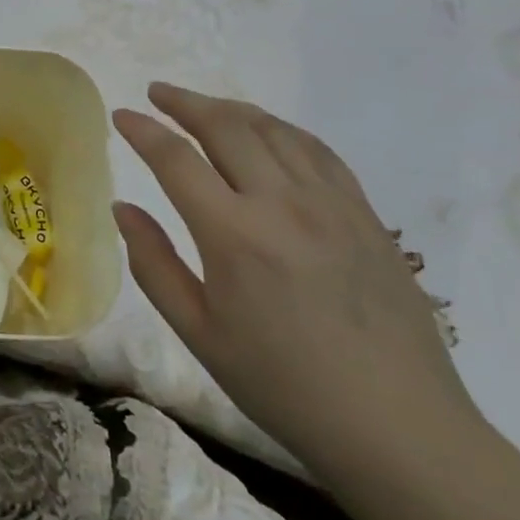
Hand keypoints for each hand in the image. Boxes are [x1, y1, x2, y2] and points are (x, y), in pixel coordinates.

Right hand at [112, 84, 477, 480]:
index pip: (176, 159)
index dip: (144, 130)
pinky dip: (280, 128)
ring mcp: (329, 202)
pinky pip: (316, 149)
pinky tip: (268, 132)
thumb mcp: (200, 334)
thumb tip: (123, 208)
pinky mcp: (364, 212)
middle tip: (158, 93)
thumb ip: (154, 264)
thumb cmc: (284, 386)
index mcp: (234, 234)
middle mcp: (281, 202)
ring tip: (204, 107)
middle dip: (184, 102)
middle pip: (225, 126)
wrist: (398, 427)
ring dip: (230, 108)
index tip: (121, 115)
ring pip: (272, 129)